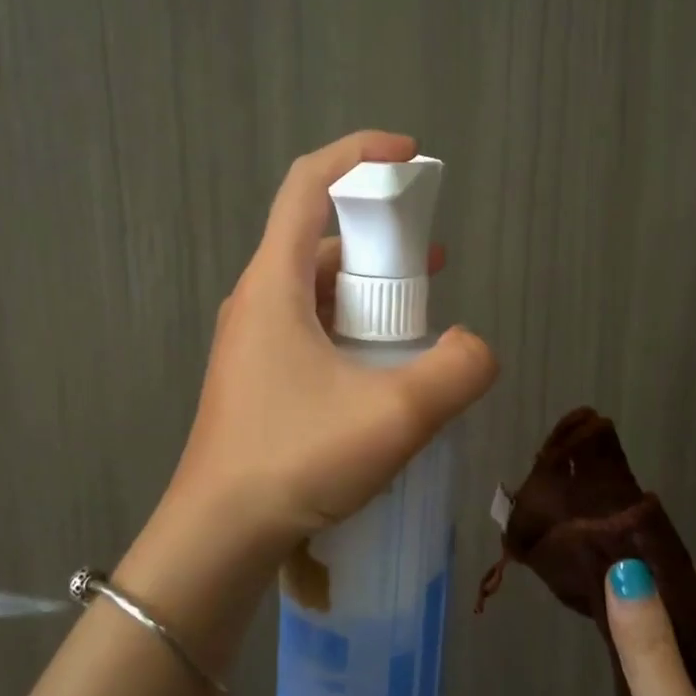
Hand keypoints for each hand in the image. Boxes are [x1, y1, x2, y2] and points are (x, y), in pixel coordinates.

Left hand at [163, 130, 498, 561]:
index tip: (410, 157)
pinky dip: (352, 330)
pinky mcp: (258, 379)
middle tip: (431, 264)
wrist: (217, 539)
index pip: (308, 184)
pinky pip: (311, 330)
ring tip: (420, 320)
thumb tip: (478, 348)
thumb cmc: (296, 460)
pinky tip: (383, 370)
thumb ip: (457, 370)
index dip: (359, 155)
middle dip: (380, 239)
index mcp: (274, 282)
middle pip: (319, 239)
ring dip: (369, 291)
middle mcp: (257, 300)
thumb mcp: (395, 414)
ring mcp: (253, 342)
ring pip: (317, 290)